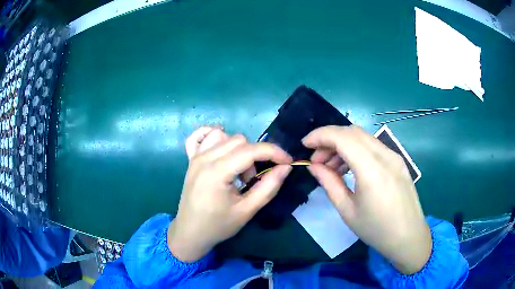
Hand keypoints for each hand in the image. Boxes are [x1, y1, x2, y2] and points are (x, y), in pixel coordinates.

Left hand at [168, 133, 292, 262]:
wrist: (190, 232)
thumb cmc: (218, 225)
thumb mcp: (247, 211)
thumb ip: (269, 187)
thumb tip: (286, 167)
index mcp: (217, 172)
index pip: (251, 150)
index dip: (274, 152)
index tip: (288, 162)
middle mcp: (204, 158)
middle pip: (239, 141)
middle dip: (255, 156)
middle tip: (253, 180)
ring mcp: (195, 156)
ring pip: (224, 136)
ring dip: (238, 150)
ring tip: (237, 172)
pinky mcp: (190, 159)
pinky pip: (200, 136)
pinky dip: (213, 137)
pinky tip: (220, 149)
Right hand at [303, 125, 430, 273]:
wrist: (408, 237)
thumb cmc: (376, 229)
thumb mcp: (347, 210)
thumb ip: (329, 183)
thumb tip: (314, 166)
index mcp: (372, 170)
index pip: (343, 137)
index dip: (320, 135)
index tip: (305, 144)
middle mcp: (385, 155)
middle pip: (353, 132)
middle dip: (330, 139)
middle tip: (317, 160)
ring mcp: (394, 156)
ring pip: (363, 137)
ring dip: (343, 144)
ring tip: (331, 167)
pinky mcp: (398, 160)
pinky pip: (373, 146)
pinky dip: (357, 150)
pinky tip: (350, 168)